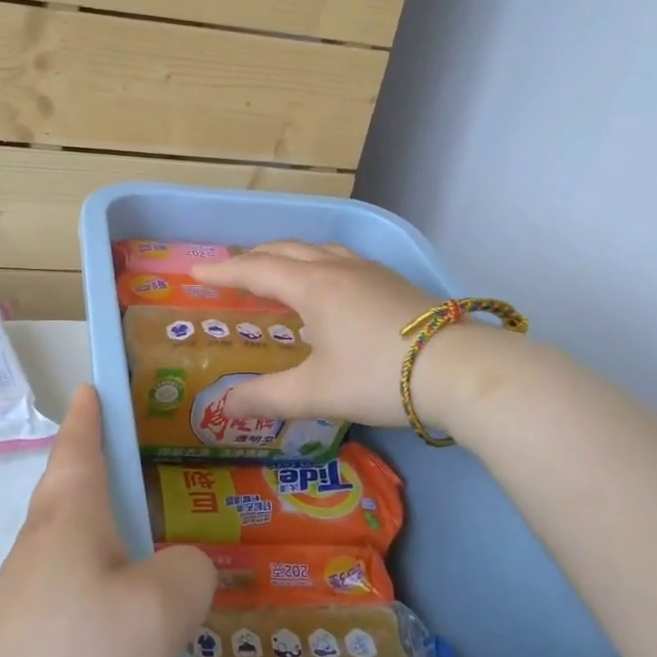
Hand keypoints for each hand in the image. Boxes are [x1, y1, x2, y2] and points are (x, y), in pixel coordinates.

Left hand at [0, 386, 214, 656]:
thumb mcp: (159, 611)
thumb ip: (189, 572)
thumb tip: (185, 567)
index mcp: (70, 518)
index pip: (79, 447)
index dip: (89, 416)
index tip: (90, 387)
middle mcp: (39, 547)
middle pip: (68, 490)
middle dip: (95, 467)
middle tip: (137, 460)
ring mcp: (23, 598)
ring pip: (71, 544)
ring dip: (102, 529)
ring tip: (148, 539)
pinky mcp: (21, 645)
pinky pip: (71, 590)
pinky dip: (101, 581)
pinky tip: (127, 617)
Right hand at [192, 241, 470, 429]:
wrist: (460, 370)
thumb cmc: (379, 376)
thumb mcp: (316, 392)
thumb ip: (266, 398)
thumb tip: (224, 407)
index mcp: (312, 286)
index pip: (256, 270)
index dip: (223, 271)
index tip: (195, 272)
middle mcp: (337, 268)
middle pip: (285, 250)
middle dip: (252, 257)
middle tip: (230, 271)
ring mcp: (369, 270)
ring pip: (317, 248)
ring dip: (287, 255)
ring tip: (275, 270)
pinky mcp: (393, 281)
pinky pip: (340, 258)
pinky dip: (316, 262)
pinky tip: (328, 284)